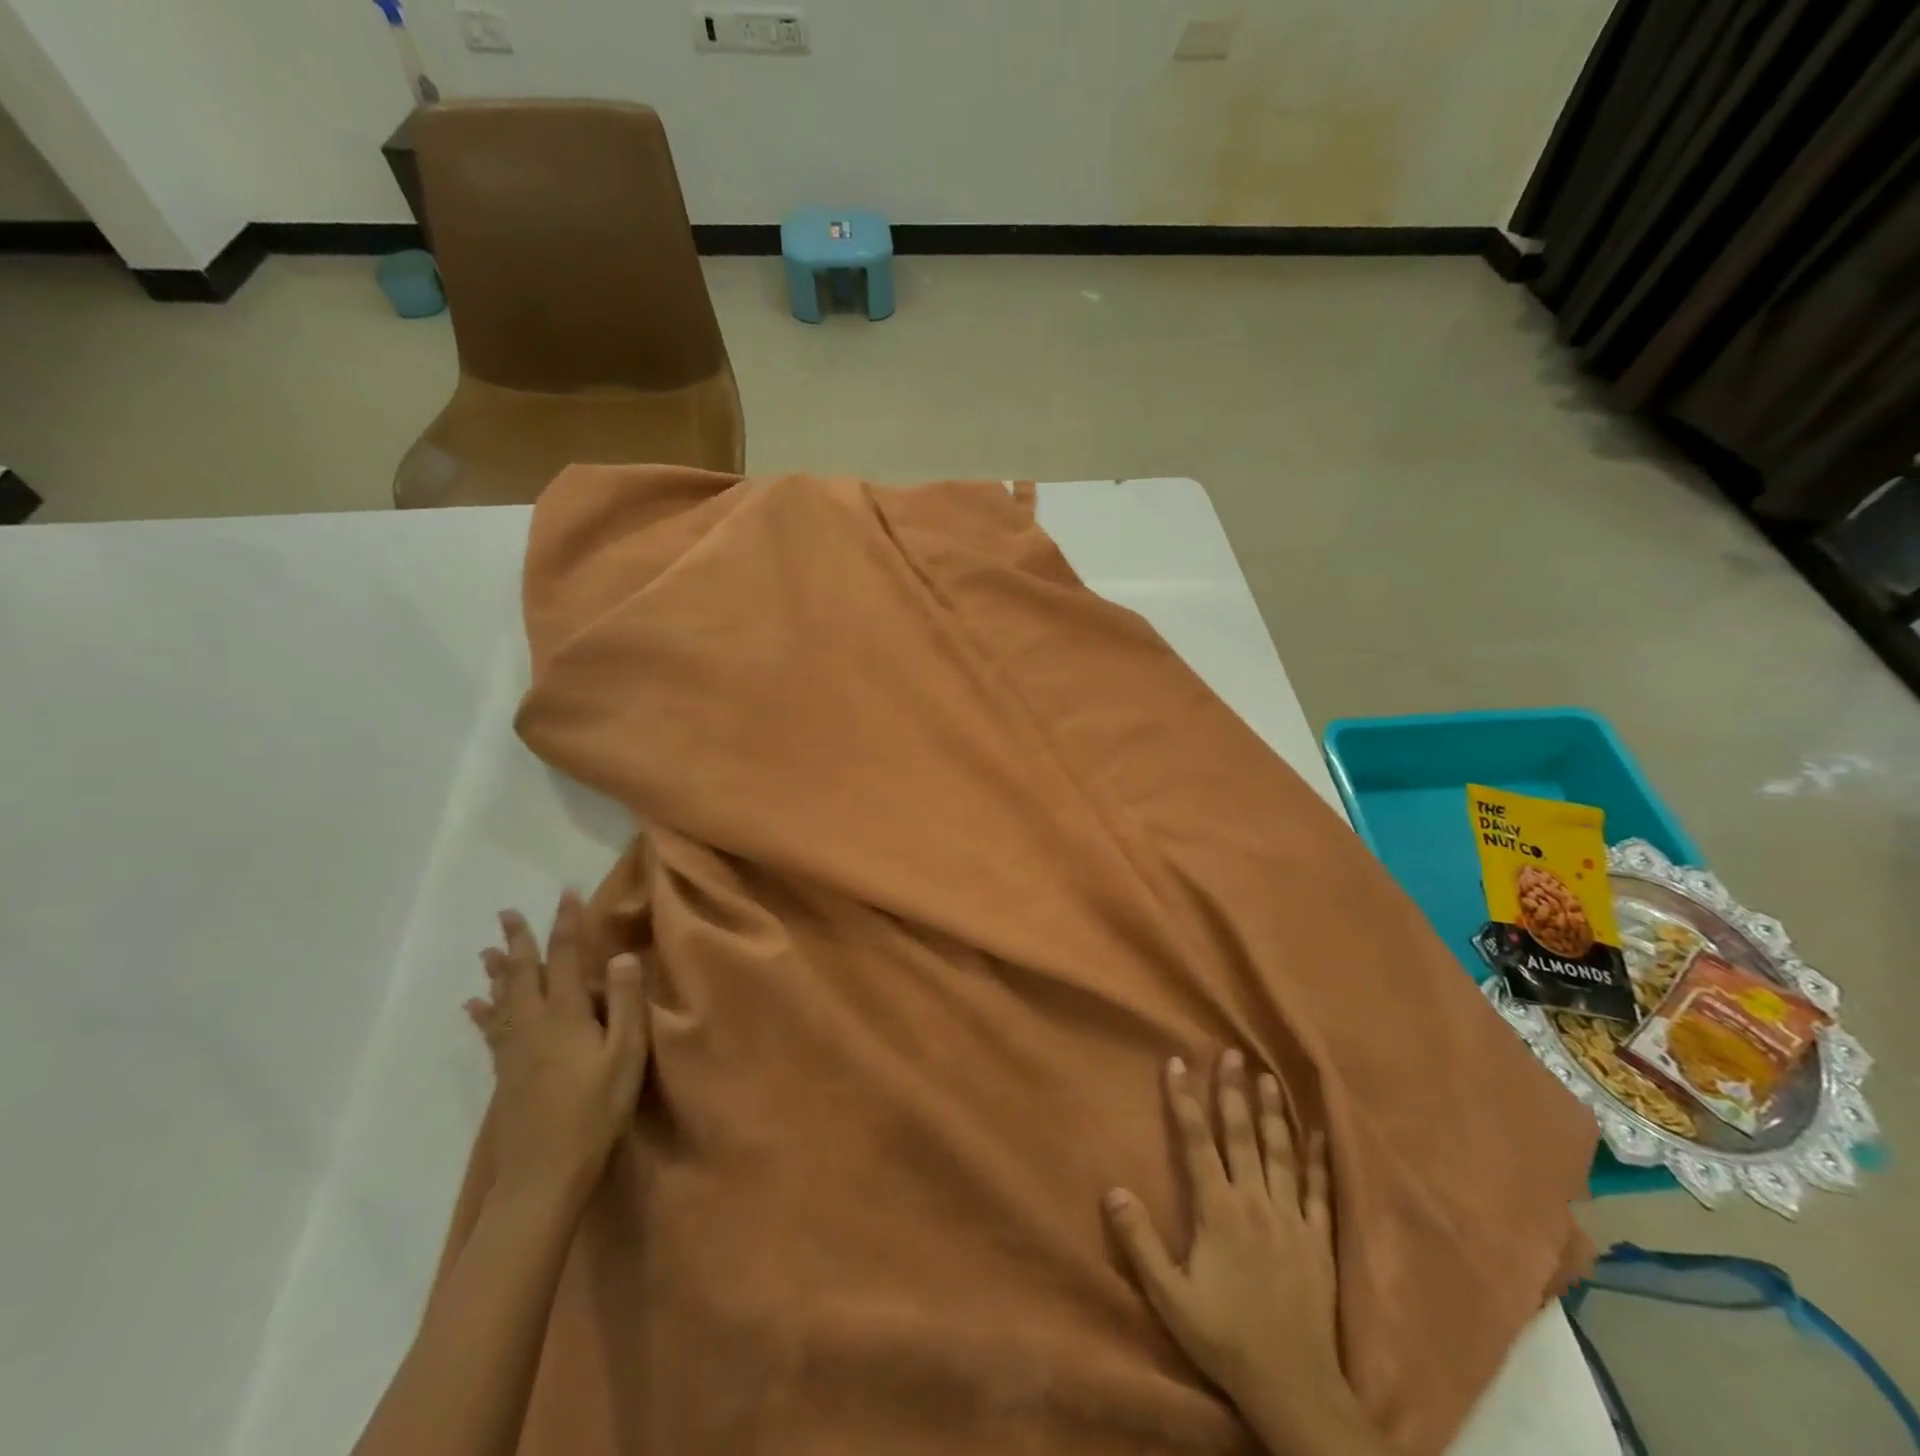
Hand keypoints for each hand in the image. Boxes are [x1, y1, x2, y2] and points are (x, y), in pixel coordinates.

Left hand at [466, 890, 648, 1210]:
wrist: (544, 1175)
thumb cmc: (595, 1111)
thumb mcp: (625, 1056)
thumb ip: (623, 1004)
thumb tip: (620, 957)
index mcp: (564, 1016)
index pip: (565, 959)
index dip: (566, 925)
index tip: (567, 894)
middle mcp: (532, 1025)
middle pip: (523, 974)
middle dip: (519, 941)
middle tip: (508, 913)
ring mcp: (513, 1050)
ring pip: (502, 998)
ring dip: (497, 970)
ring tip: (487, 949)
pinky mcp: (505, 1073)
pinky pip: (490, 1030)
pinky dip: (482, 1011)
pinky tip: (474, 1005)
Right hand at [1105, 1052, 1361, 1451]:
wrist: (1294, 1389)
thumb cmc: (1225, 1339)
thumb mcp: (1170, 1297)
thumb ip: (1139, 1242)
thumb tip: (1113, 1190)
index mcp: (1219, 1211)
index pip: (1197, 1142)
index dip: (1184, 1100)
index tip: (1177, 1062)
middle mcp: (1256, 1202)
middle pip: (1241, 1135)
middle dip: (1232, 1091)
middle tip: (1231, 1053)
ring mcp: (1292, 1219)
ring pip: (1280, 1153)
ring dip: (1273, 1112)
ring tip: (1268, 1077)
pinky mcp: (1319, 1241)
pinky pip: (1320, 1192)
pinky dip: (1319, 1161)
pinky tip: (1320, 1135)